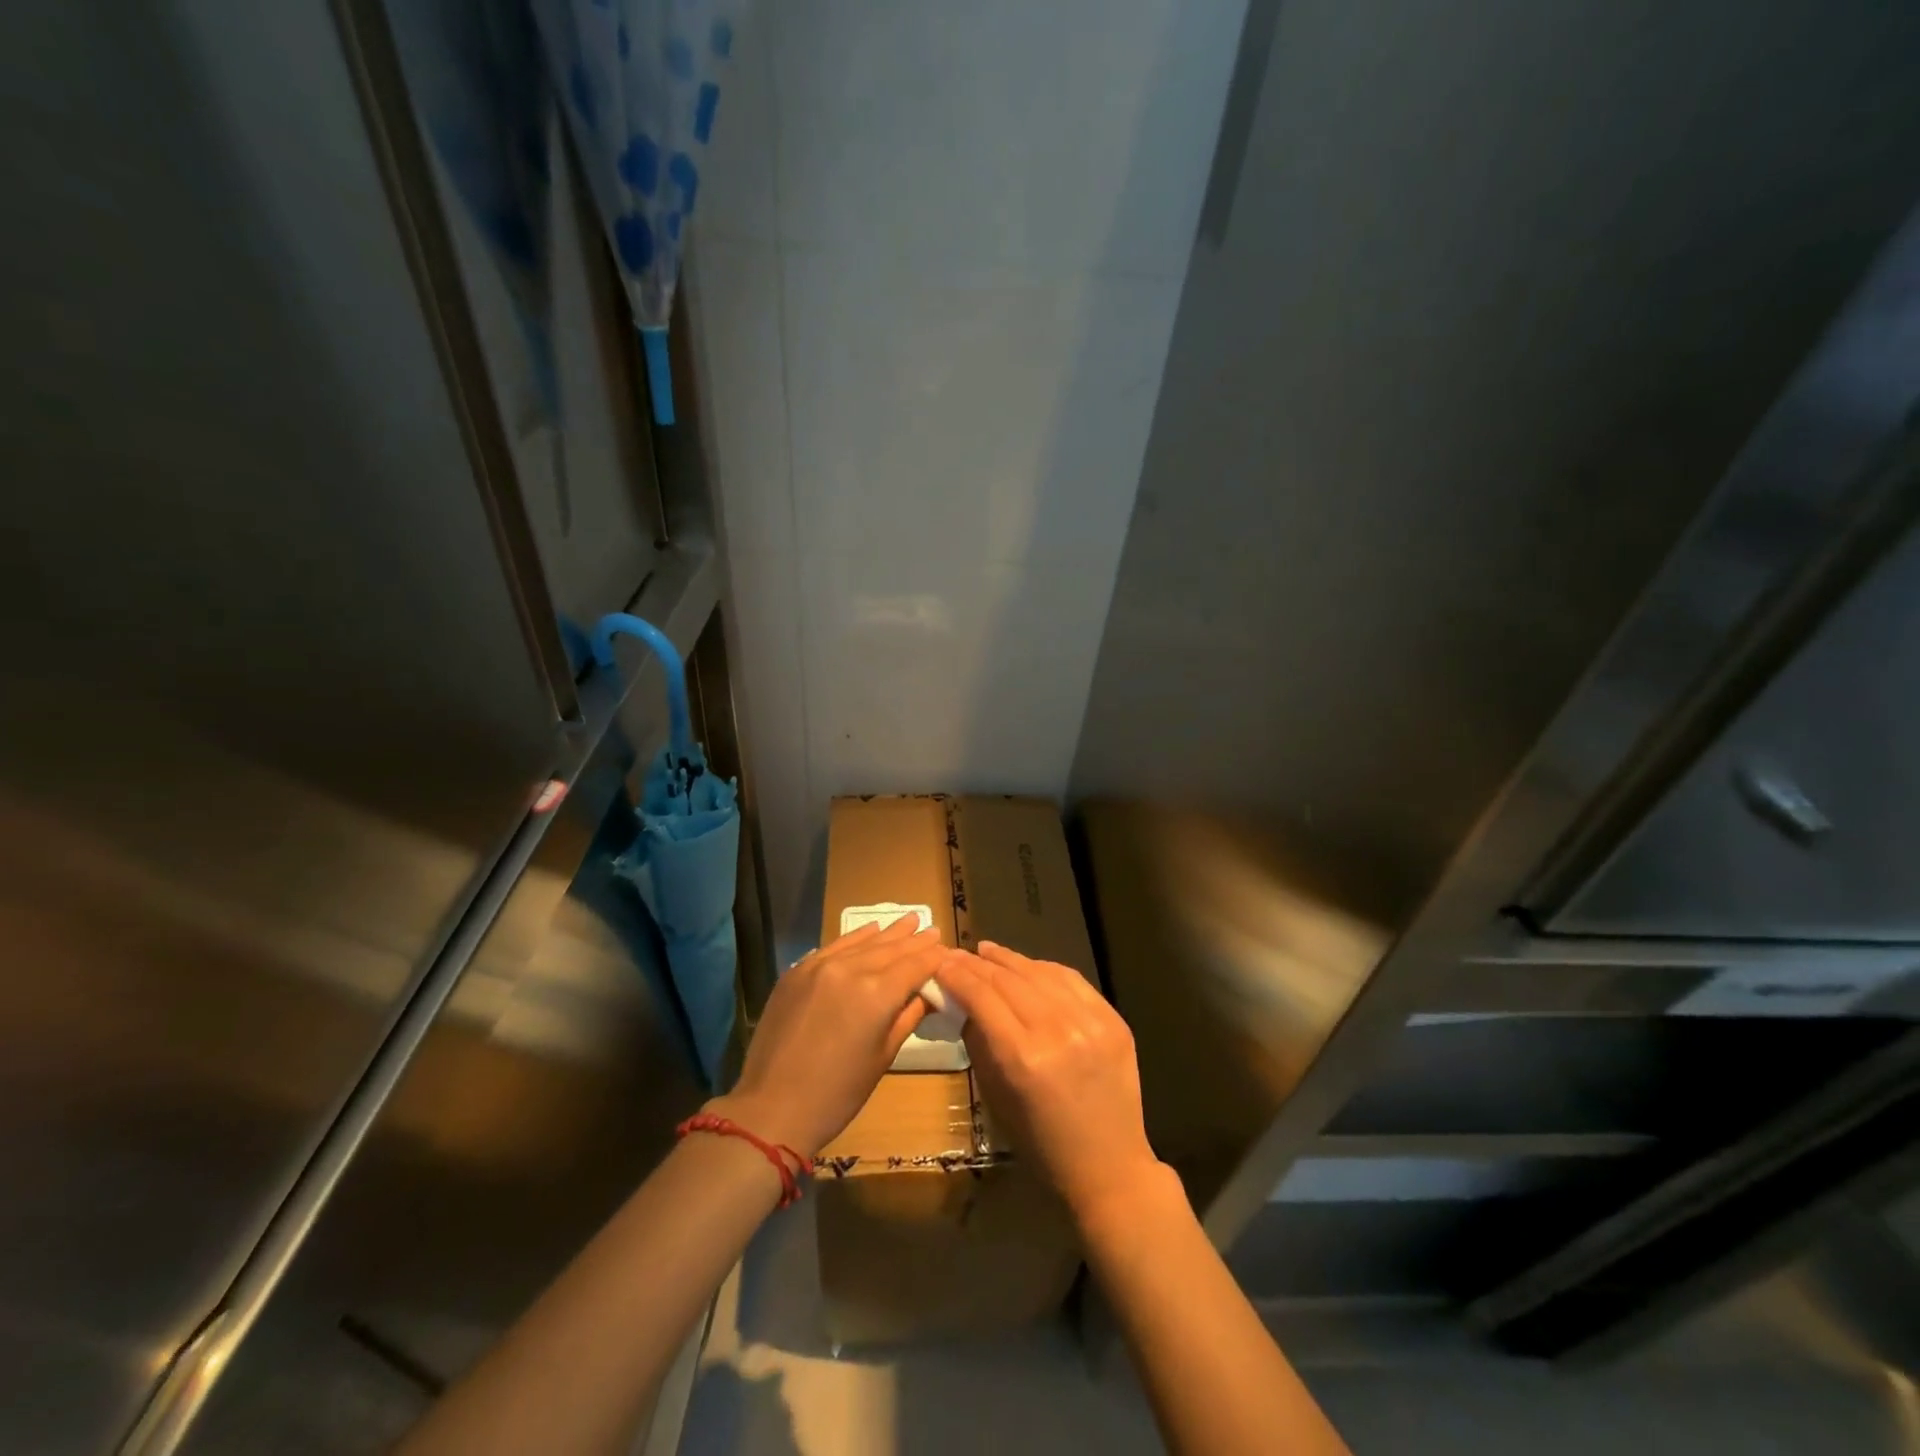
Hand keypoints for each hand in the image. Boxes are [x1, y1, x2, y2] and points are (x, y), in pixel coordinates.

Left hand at [709, 917, 942, 1159]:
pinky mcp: (797, 971)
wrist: (771, 1107)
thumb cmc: (838, 1093)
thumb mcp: (883, 1056)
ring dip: (888, 932)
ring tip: (908, 919)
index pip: (915, 965)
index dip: (933, 957)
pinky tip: (869, 931)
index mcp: (877, 994)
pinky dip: (856, 938)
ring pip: (863, 942)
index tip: (947, 949)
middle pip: (891, 949)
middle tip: (932, 928)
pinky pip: (834, 946)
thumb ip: (908, 1016)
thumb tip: (928, 993)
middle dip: (914, 940)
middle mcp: (851, 969)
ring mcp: (820, 966)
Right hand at [937, 941, 1170, 1227]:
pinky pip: (1072, 980)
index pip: (981, 997)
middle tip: (958, 953)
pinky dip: (1044, 969)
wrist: (1109, 1168)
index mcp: (1022, 1058)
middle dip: (977, 964)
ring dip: (1009, 959)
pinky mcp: (1113, 1020)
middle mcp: (1056, 1031)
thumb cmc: (1041, 1144)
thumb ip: (979, 1042)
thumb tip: (962, 1001)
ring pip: (1040, 972)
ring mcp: (1090, 1022)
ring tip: (987, 951)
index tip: (940, 962)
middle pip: (1008, 980)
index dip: (957, 975)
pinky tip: (1027, 965)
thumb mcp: (996, 1097)